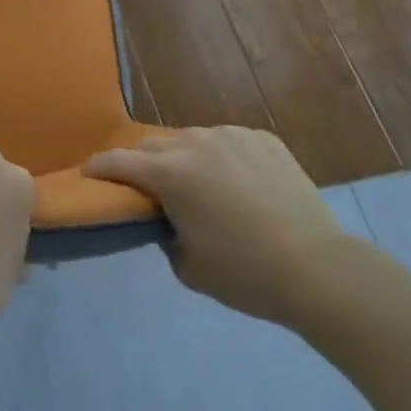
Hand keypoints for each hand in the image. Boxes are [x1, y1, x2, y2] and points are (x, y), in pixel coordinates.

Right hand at [84, 126, 349, 324]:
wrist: (320, 270)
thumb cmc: (245, 274)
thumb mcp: (188, 266)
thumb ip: (164, 235)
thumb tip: (167, 220)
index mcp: (170, 173)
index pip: (118, 161)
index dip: (99, 168)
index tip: (89, 175)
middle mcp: (196, 143)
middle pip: (154, 145)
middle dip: (143, 163)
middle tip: (148, 188)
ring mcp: (233, 136)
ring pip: (193, 139)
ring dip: (184, 157)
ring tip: (198, 184)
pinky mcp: (264, 139)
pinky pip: (228, 141)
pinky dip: (221, 157)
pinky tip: (236, 182)